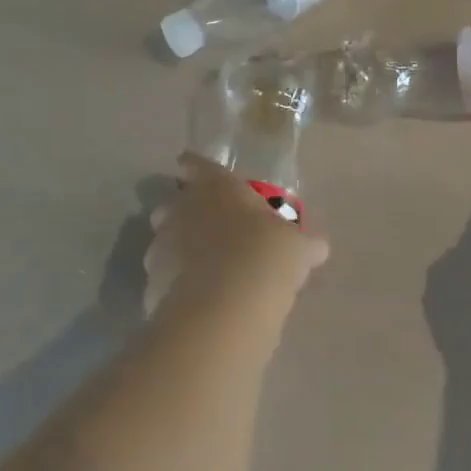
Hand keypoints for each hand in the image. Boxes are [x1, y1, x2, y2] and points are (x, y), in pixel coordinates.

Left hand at [143, 155, 328, 319]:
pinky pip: (162, 278)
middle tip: (205, 229)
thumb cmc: (266, 255)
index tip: (191, 170)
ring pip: (163, 241)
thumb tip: (318, 246)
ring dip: (177, 251)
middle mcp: (182, 209)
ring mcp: (162, 246)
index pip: (196, 165)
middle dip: (182, 214)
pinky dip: (174, 286)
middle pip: (171, 204)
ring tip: (200, 270)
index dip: (194, 167)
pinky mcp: (151, 282)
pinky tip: (194, 301)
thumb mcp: (297, 247)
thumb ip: (303, 243)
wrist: (226, 305)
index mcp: (216, 187)